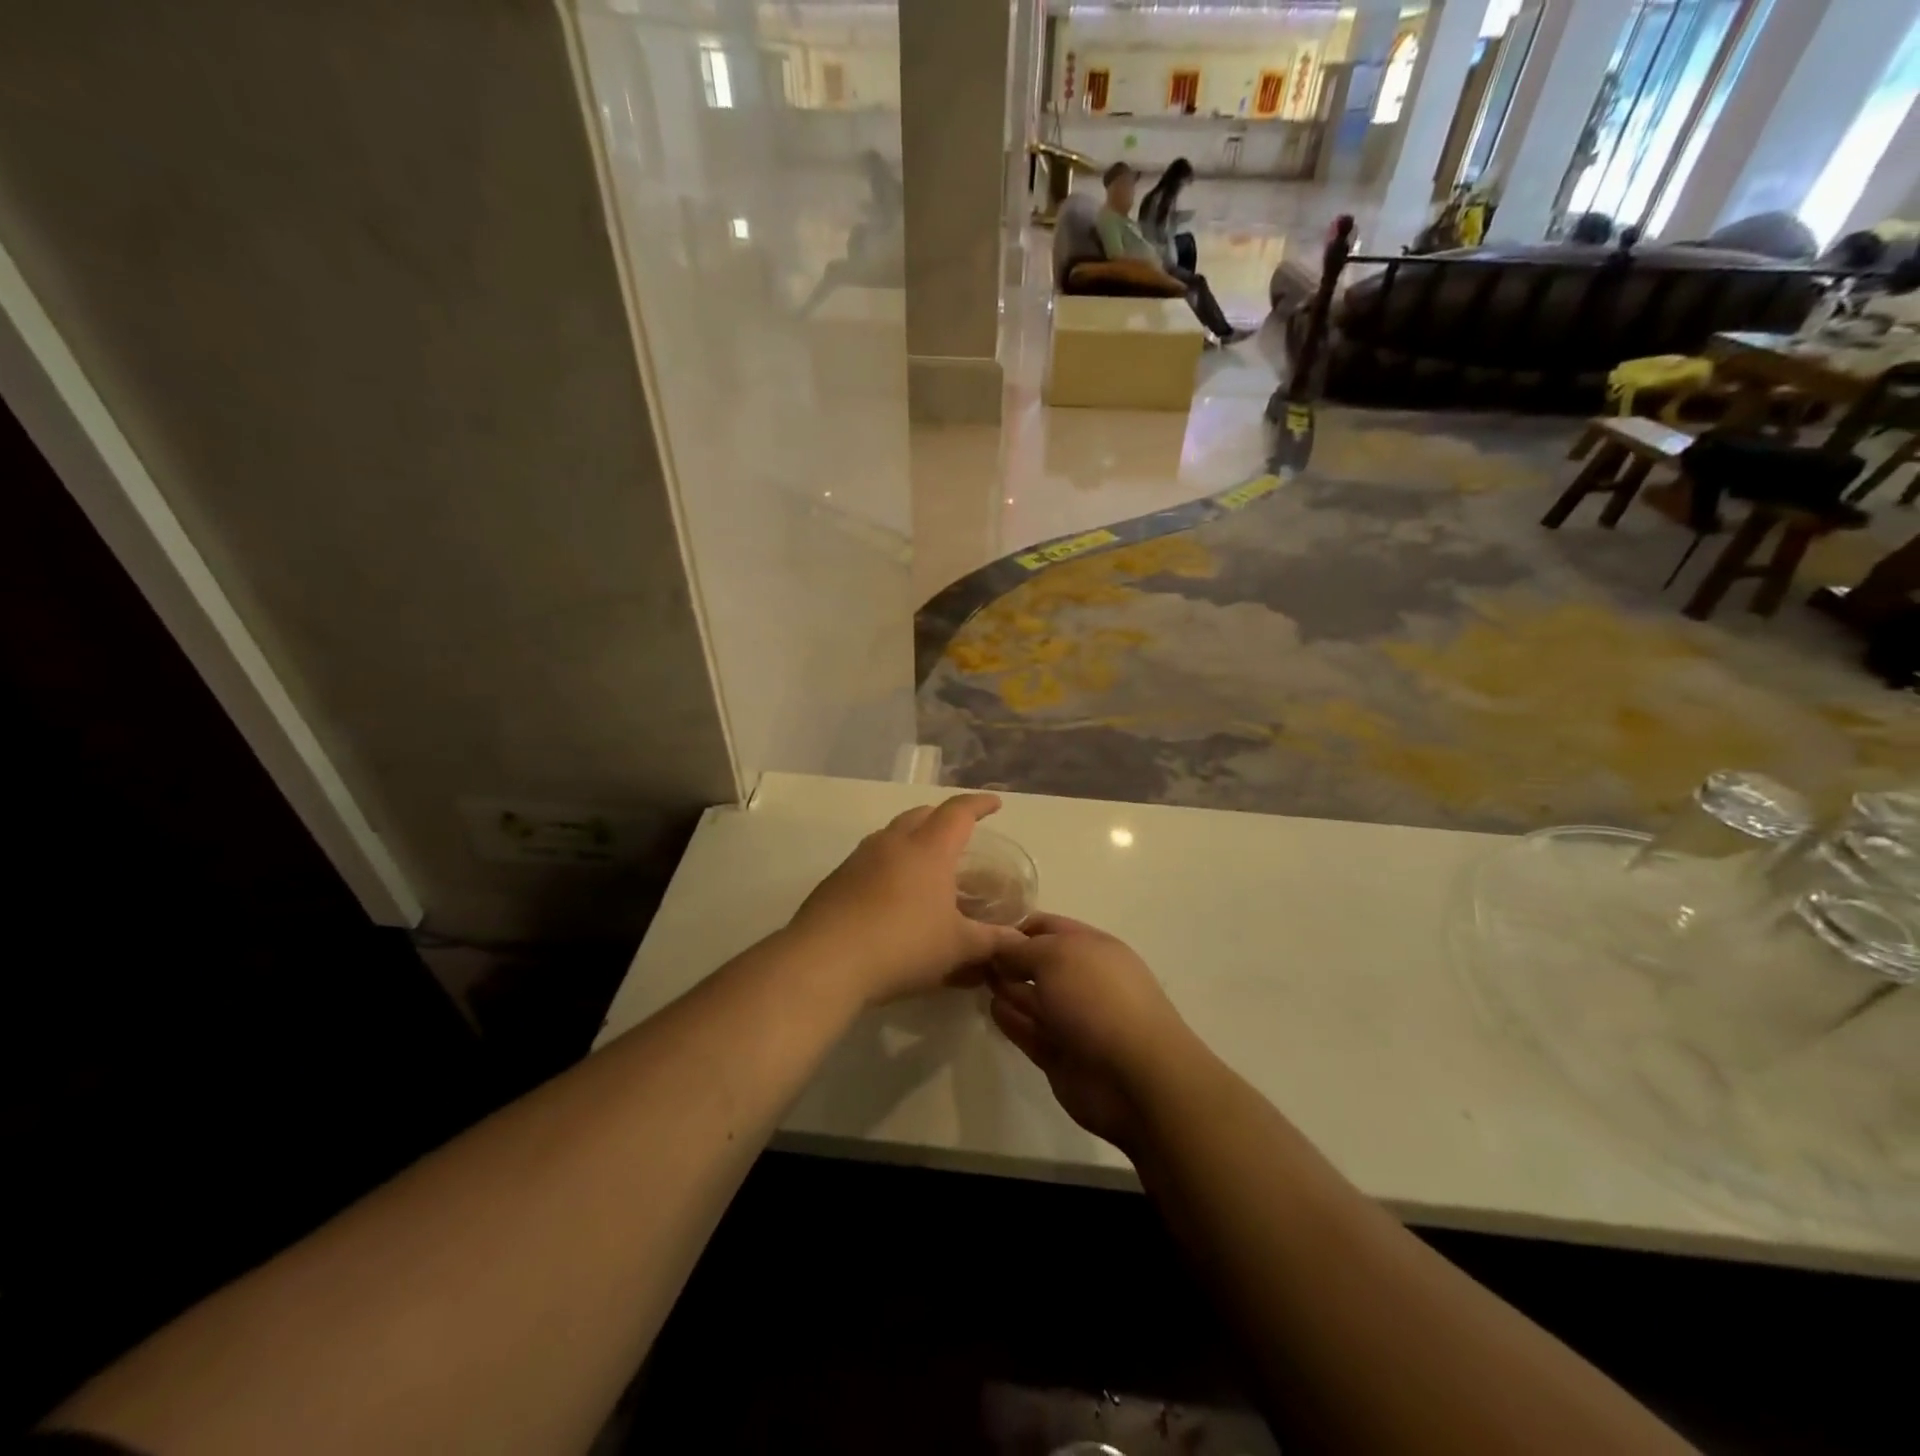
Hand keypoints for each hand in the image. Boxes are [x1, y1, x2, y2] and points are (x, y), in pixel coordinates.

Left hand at [787, 794, 1025, 1007]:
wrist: (825, 961)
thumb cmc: (903, 946)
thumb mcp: (957, 948)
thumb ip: (991, 941)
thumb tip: (1020, 941)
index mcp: (928, 850)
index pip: (958, 813)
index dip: (978, 805)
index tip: (994, 804)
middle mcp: (892, 843)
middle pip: (921, 814)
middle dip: (942, 818)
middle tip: (958, 834)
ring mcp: (859, 859)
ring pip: (891, 834)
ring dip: (911, 839)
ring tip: (924, 863)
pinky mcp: (835, 880)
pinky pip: (869, 859)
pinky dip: (887, 864)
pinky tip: (890, 894)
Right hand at [988, 914, 1201, 1152]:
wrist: (1134, 1077)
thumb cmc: (1097, 1000)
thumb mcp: (1056, 956)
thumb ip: (1021, 949)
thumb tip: (1000, 947)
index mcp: (1092, 948)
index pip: (1048, 927)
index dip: (1016, 925)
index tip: (981, 927)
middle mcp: (1083, 979)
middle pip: (1038, 963)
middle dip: (1008, 959)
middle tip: (970, 956)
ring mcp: (1073, 1020)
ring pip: (1033, 998)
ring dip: (1008, 988)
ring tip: (975, 980)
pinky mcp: (1061, 1055)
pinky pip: (1031, 1031)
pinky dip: (1012, 1020)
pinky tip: (992, 1010)